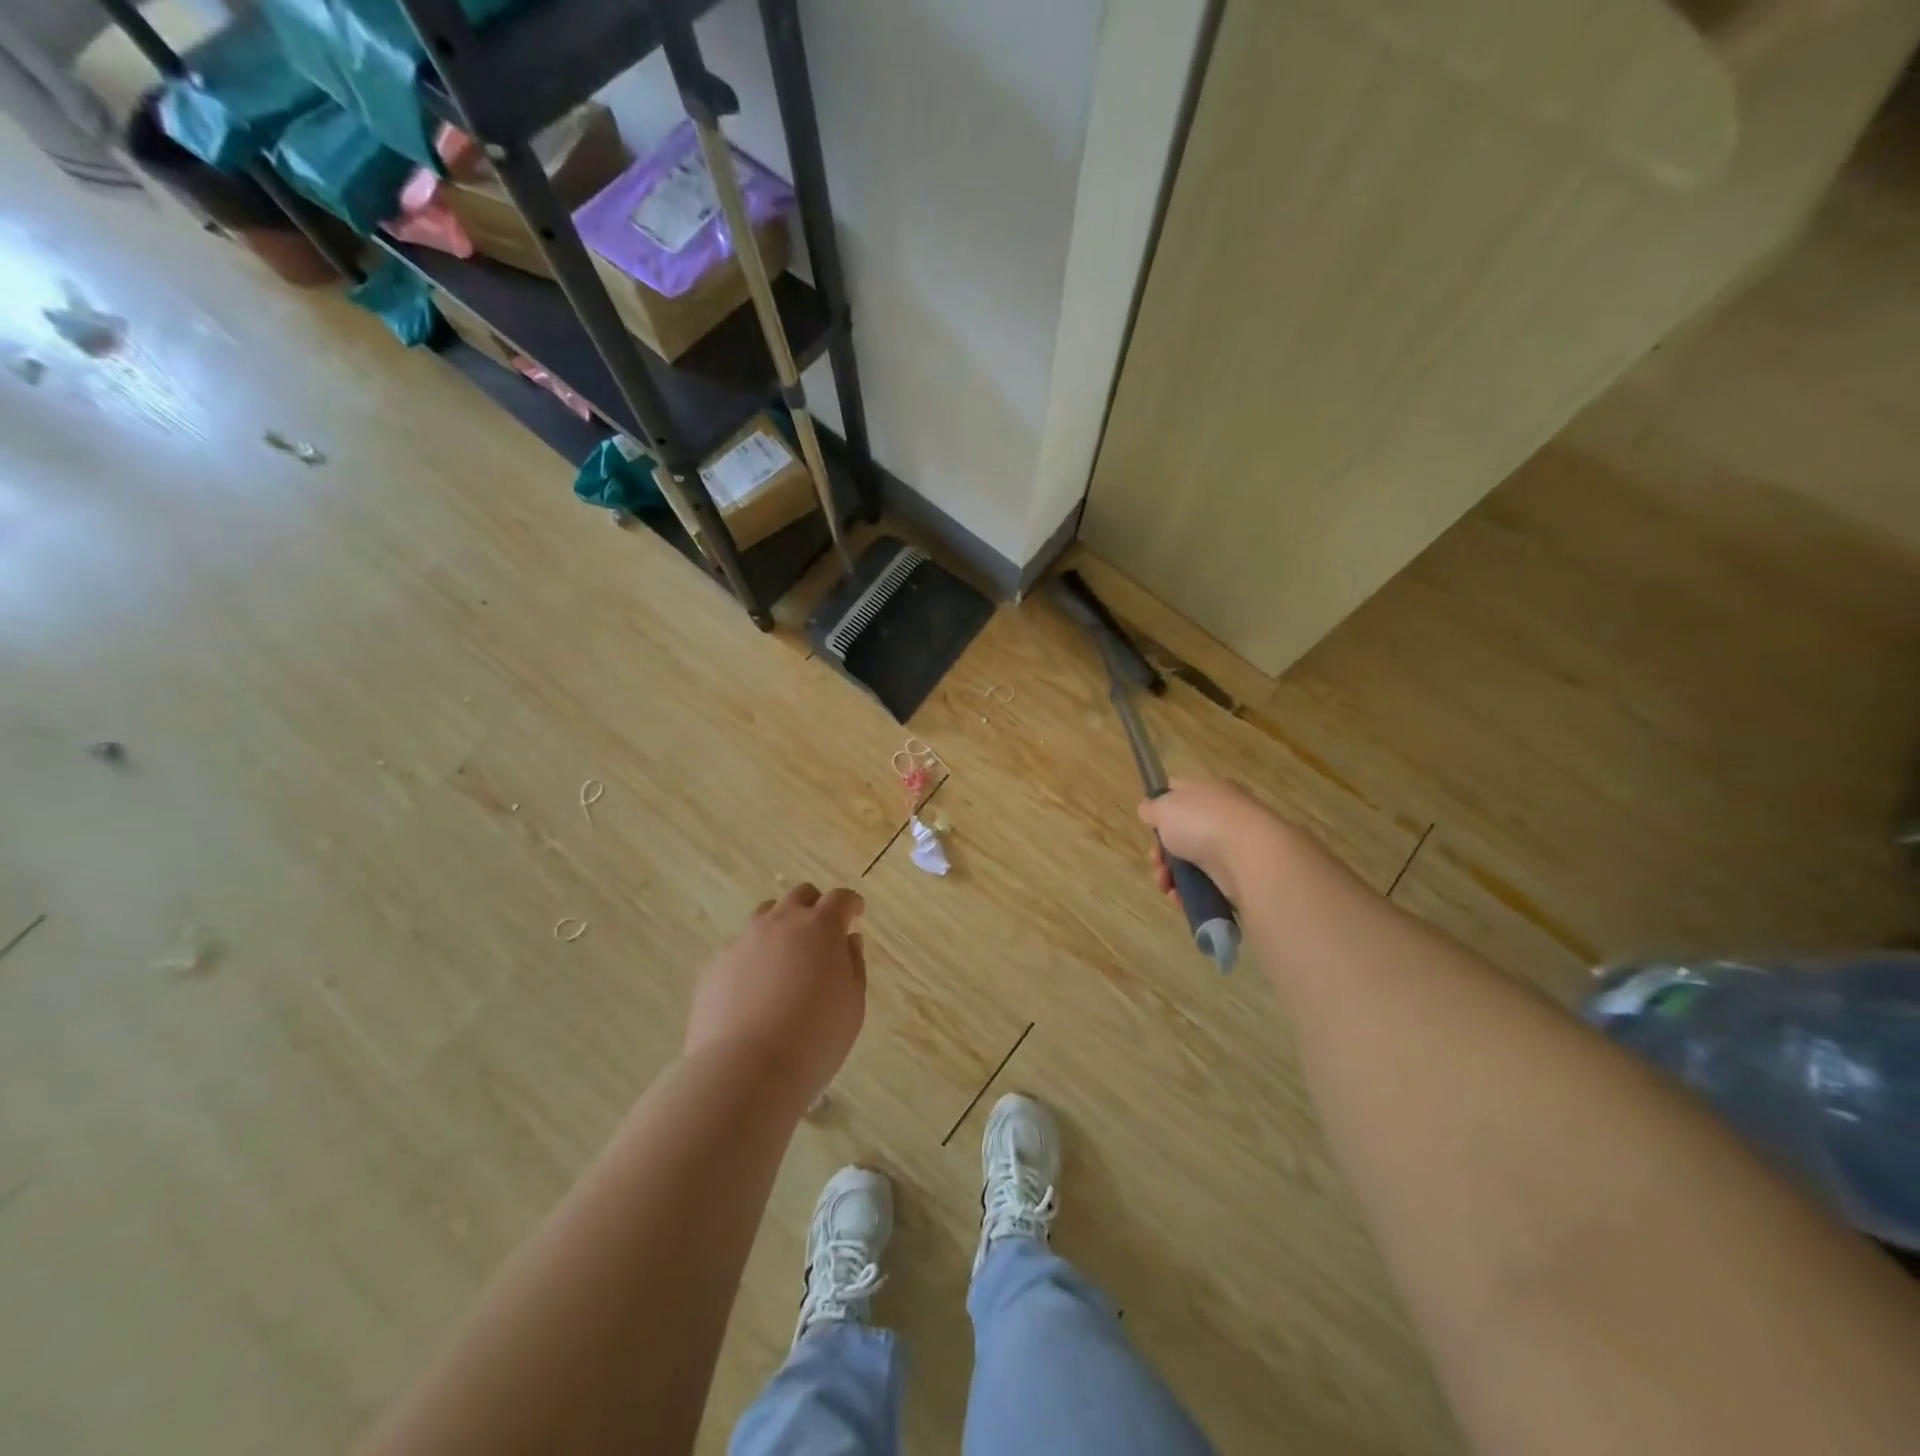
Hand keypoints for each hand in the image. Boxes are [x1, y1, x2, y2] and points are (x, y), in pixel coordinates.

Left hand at [684, 883, 866, 1109]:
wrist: (744, 1071)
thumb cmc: (814, 1039)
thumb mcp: (852, 1005)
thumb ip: (853, 965)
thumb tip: (847, 941)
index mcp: (821, 927)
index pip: (840, 899)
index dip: (850, 903)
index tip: (856, 912)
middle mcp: (781, 923)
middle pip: (800, 896)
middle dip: (814, 906)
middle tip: (821, 932)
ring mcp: (744, 941)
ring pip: (765, 915)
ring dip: (781, 925)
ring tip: (786, 956)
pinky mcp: (715, 965)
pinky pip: (739, 948)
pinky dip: (753, 957)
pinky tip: (755, 988)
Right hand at [1138, 777, 1290, 907]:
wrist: (1249, 856)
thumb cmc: (1201, 822)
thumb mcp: (1163, 807)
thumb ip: (1151, 808)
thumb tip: (1149, 810)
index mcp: (1207, 789)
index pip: (1178, 792)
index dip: (1159, 808)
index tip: (1149, 825)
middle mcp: (1222, 814)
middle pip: (1181, 832)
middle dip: (1162, 851)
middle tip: (1156, 861)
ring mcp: (1232, 845)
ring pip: (1191, 860)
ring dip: (1171, 875)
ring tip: (1166, 885)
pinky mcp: (1239, 874)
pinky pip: (1206, 882)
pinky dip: (1190, 891)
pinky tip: (1180, 896)